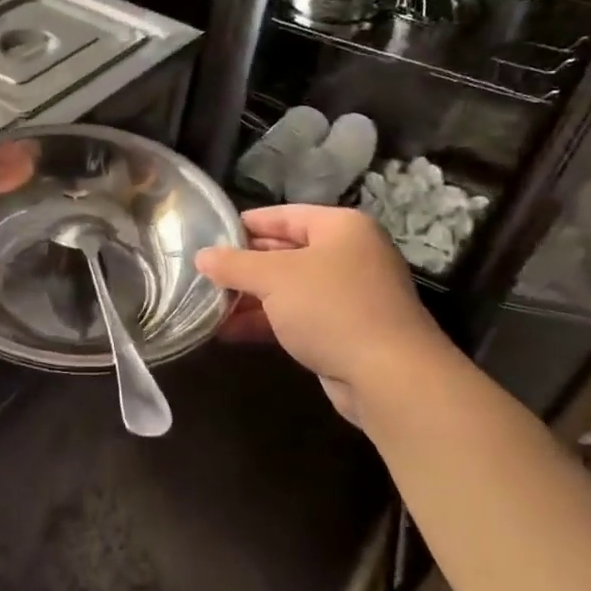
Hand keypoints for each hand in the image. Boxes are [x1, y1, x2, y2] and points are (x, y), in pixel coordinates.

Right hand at [195, 205, 445, 424]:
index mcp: (340, 228)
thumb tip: (201, 257)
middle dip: (243, 266)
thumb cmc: (330, 308)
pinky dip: (265, 321)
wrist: (388, 375)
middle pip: (284, 252)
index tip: (209, 235)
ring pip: (288, 289)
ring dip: (249, 298)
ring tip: (207, 305)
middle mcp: (348, 255)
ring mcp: (347, 295)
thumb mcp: (274, 278)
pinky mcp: (343, 330)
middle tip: (203, 273)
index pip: (284, 215)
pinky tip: (228, 331)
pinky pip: (296, 317)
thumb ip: (234, 264)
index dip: (245, 224)